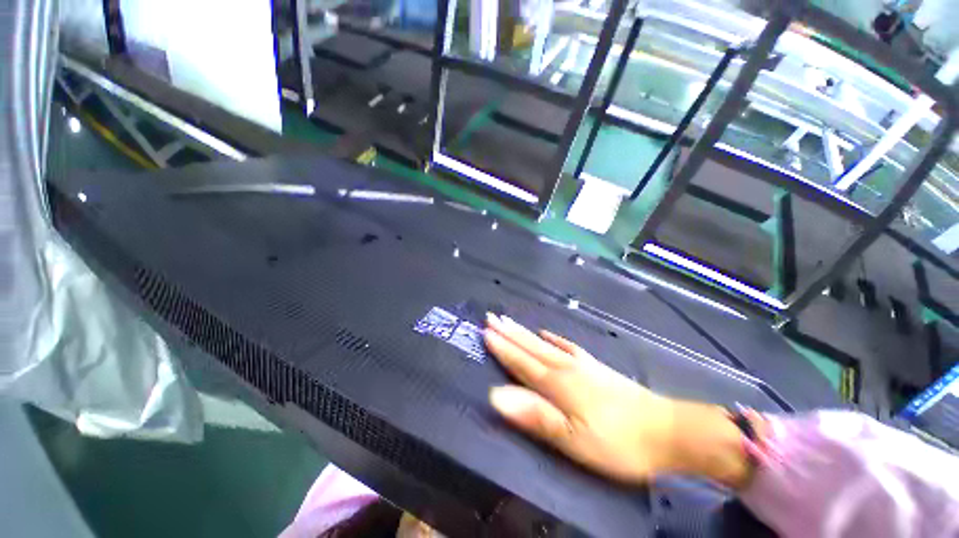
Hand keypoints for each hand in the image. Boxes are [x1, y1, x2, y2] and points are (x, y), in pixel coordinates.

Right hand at [484, 314, 752, 487]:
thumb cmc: (617, 443)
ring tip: (510, 320)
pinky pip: (568, 346)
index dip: (502, 347)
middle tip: (491, 316)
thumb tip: (497, 396)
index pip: (520, 362)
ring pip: (545, 343)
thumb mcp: (573, 440)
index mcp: (556, 384)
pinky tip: (548, 333)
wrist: (667, 431)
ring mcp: (581, 365)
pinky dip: (554, 338)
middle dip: (508, 332)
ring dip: (525, 332)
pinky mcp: (595, 367)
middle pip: (530, 347)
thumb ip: (534, 415)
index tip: (485, 331)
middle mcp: (565, 368)